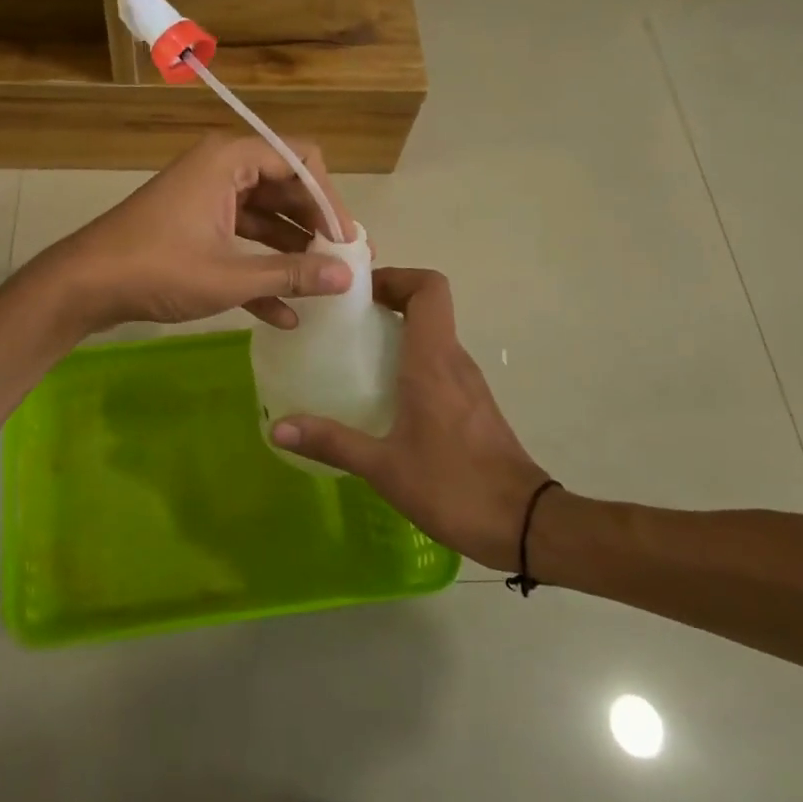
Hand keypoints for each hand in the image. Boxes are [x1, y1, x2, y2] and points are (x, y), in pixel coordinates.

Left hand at [38, 133, 357, 334]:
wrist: (84, 285)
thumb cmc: (157, 269)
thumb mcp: (229, 276)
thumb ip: (291, 274)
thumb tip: (347, 277)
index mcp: (230, 160)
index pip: (300, 160)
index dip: (330, 199)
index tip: (349, 241)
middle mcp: (222, 169)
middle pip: (286, 188)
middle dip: (316, 227)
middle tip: (345, 264)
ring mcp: (207, 198)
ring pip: (265, 217)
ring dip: (293, 251)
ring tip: (325, 287)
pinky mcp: (196, 226)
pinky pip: (240, 240)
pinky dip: (261, 269)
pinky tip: (285, 313)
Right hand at [271, 268, 556, 571]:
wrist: (525, 525)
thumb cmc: (454, 486)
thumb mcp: (384, 468)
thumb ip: (332, 442)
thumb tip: (278, 429)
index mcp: (434, 361)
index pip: (428, 288)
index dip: (396, 277)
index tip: (358, 294)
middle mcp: (454, 361)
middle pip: (427, 306)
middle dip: (386, 302)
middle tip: (343, 322)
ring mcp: (468, 383)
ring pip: (433, 335)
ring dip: (397, 333)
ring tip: (354, 355)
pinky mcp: (473, 405)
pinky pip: (439, 363)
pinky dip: (410, 360)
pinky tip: (383, 396)